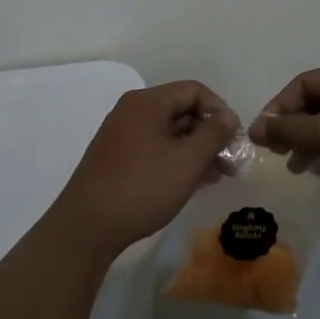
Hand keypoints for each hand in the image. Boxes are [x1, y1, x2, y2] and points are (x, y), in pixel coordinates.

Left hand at [55, 81, 236, 257]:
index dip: (219, 110)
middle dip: (209, 134)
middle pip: (181, 110)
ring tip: (215, 177)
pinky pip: (154, 148)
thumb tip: (229, 116)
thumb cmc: (143, 187)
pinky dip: (175, 160)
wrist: (86, 228)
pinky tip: (190, 182)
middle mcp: (132, 111)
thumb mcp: (188, 160)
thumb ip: (214, 133)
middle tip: (229, 163)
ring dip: (195, 150)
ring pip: (169, 133)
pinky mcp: (116, 158)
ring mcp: (121, 135)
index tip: (233, 140)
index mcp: (147, 102)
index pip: (194, 90)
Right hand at [248, 57, 319, 208]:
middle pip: (317, 101)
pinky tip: (317, 170)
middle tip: (275, 152)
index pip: (304, 83)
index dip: (279, 107)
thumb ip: (289, 129)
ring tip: (294, 167)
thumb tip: (255, 128)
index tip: (262, 135)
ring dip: (309, 141)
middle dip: (294, 127)